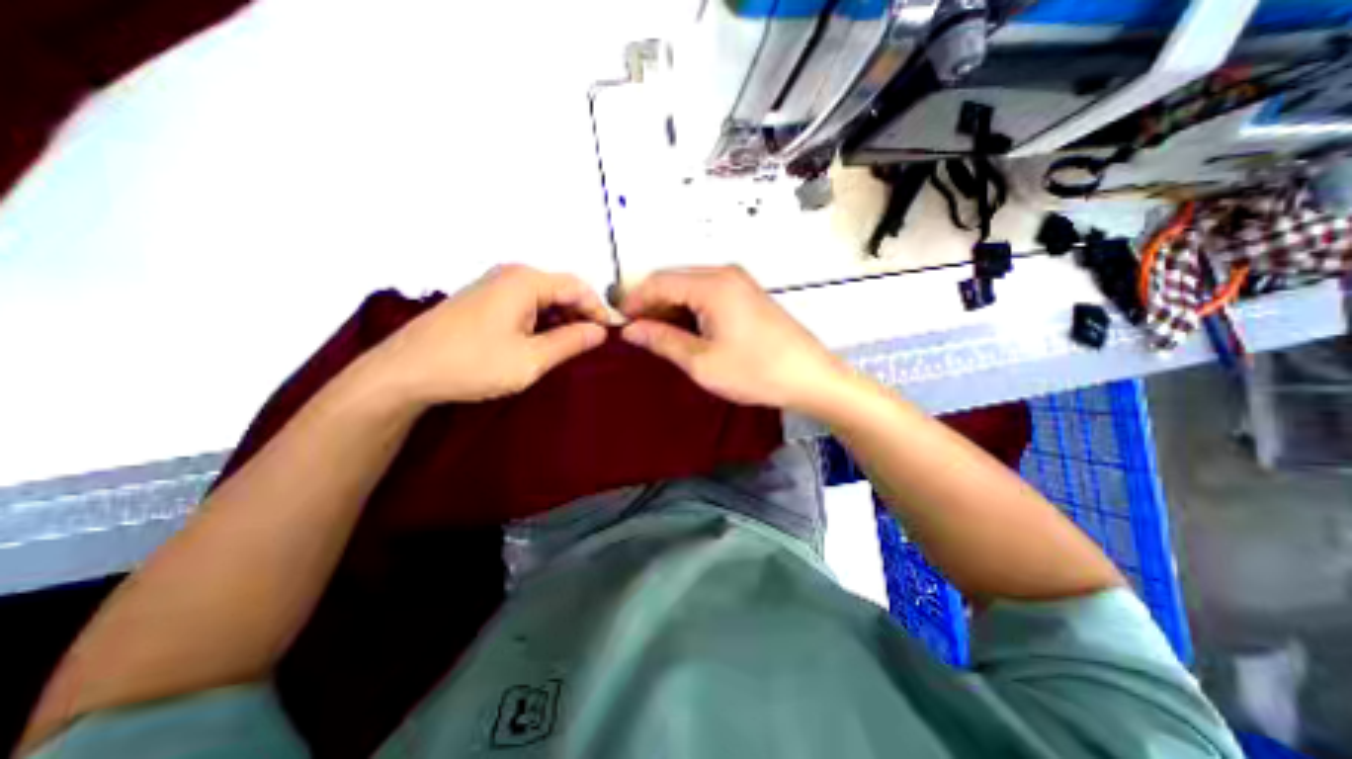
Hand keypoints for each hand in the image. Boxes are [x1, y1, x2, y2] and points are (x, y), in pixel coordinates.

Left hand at [365, 266, 607, 409]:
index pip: (577, 287)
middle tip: (593, 345)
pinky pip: (526, 305)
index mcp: (526, 281)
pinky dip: (542, 322)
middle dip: (581, 315)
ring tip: (570, 348)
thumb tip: (601, 332)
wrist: (405, 371)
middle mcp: (511, 275)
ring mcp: (494, 286)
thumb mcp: (531, 359)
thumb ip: (571, 342)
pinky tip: (543, 343)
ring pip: (544, 298)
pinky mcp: (484, 300)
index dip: (599, 310)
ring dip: (562, 320)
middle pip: (561, 289)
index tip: (613, 335)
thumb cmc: (472, 363)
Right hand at [619, 263, 841, 410]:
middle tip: (637, 334)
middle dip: (652, 304)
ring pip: (691, 287)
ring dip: (671, 308)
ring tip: (658, 336)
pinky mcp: (748, 295)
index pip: (659, 281)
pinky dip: (690, 310)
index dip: (635, 301)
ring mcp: (740, 283)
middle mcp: (725, 274)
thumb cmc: (756, 371)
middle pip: (675, 280)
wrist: (810, 378)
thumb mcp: (702, 362)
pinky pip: (708, 294)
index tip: (620, 324)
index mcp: (712, 285)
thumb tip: (631, 330)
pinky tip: (685, 331)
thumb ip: (663, 341)